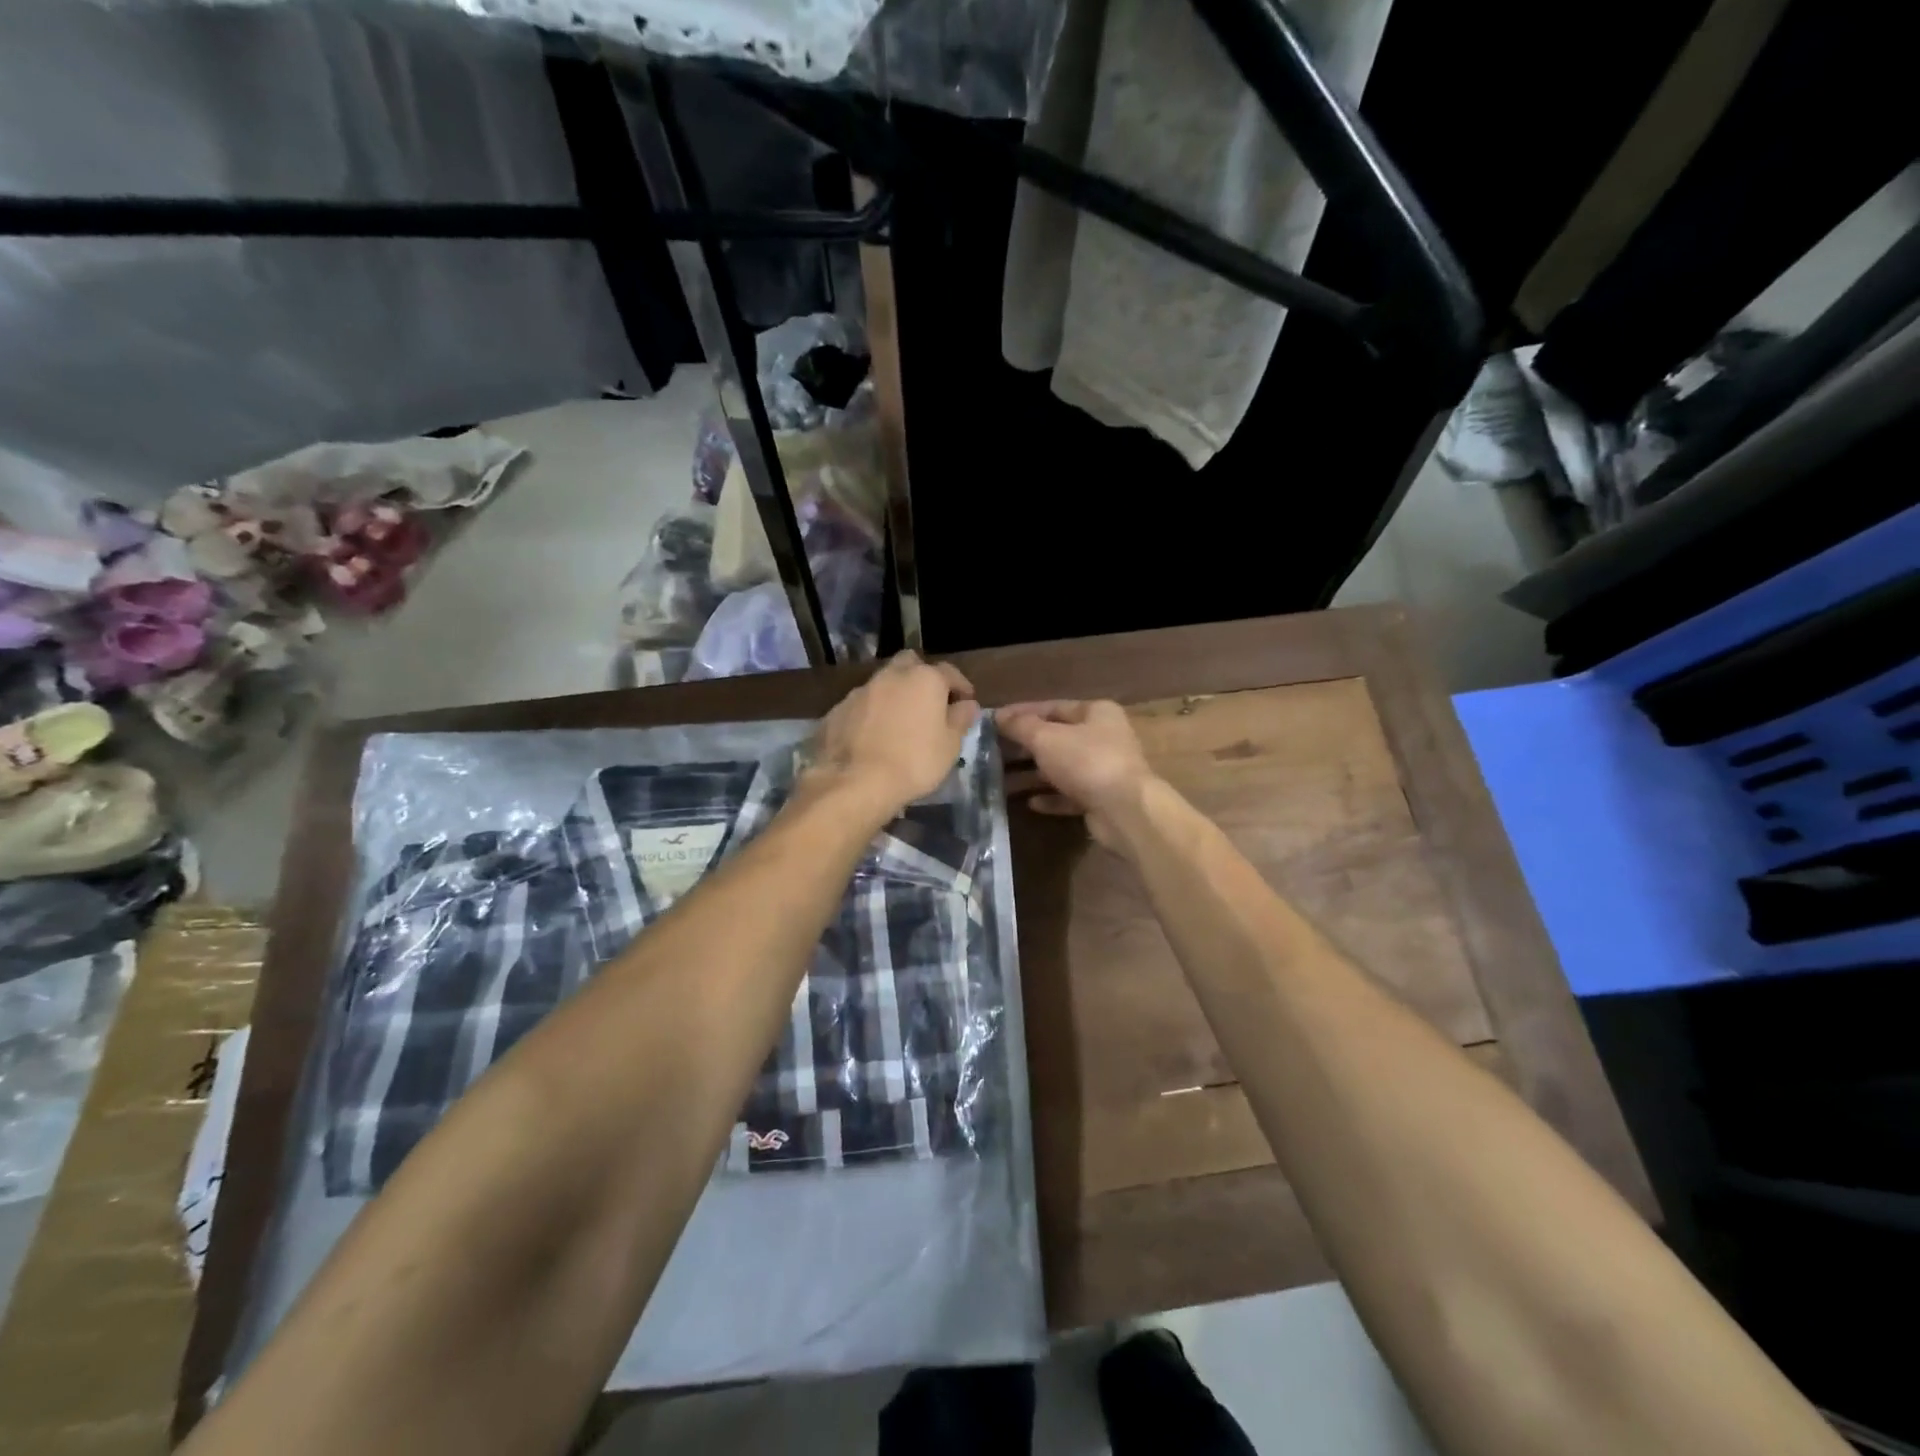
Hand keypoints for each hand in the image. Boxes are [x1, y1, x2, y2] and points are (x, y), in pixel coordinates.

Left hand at [807, 651, 979, 818]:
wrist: (854, 782)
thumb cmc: (914, 762)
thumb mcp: (950, 746)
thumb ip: (960, 719)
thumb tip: (967, 704)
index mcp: (924, 679)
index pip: (949, 672)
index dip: (960, 685)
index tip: (965, 701)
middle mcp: (891, 676)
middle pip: (910, 664)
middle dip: (921, 677)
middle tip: (928, 702)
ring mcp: (860, 691)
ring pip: (882, 683)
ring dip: (893, 696)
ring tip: (899, 722)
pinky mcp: (837, 710)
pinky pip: (861, 706)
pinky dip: (870, 714)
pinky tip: (872, 737)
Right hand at [995, 700, 1156, 848]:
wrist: (1125, 811)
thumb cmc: (1086, 762)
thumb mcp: (1046, 738)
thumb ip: (1021, 726)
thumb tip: (997, 715)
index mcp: (1096, 713)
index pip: (1052, 707)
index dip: (1021, 713)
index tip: (994, 721)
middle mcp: (1103, 737)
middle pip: (1057, 738)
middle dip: (1024, 746)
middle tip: (993, 752)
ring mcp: (1104, 770)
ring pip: (1061, 768)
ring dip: (1033, 774)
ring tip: (1002, 780)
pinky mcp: (1101, 799)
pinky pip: (1070, 795)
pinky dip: (1051, 797)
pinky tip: (1030, 802)